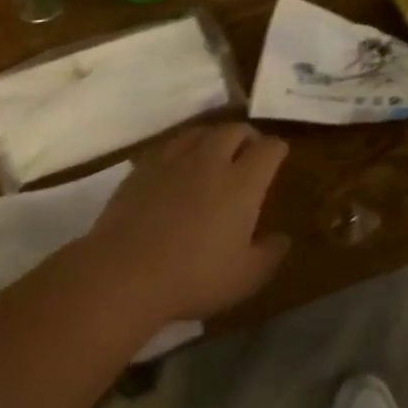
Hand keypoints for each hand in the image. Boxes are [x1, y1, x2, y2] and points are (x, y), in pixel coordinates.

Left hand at [82, 123, 290, 321]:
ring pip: (200, 131)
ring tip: (217, 149)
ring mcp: (172, 160)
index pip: (267, 149)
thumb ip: (270, 253)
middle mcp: (209, 161)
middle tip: (250, 148)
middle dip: (248, 135)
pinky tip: (180, 163)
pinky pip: (170, 145)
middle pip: (233, 130)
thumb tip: (282, 237)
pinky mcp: (143, 167)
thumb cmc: (194, 277)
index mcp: (241, 183)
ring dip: (215, 135)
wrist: (125, 272)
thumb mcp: (245, 277)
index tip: (279, 153)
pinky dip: (184, 147)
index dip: (277, 148)